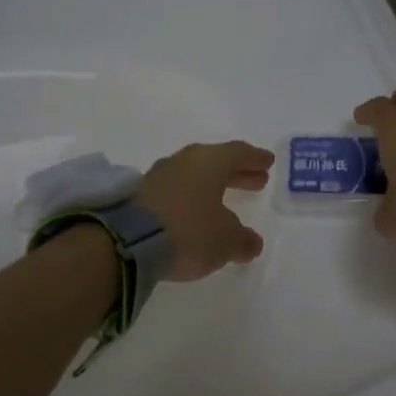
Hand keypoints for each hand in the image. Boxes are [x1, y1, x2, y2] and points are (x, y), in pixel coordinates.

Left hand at [137, 141, 273, 281]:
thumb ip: (242, 240)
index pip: (238, 153)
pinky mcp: (139, 196)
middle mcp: (183, 162)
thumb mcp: (226, 240)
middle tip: (256, 182)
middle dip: (237, 173)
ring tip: (225, 202)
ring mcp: (158, 177)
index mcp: (210, 162)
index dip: (254, 159)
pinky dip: (190, 200)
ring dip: (211, 187)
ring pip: (193, 176)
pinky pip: (174, 192)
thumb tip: (251, 242)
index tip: (267, 163)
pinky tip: (195, 215)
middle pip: (215, 163)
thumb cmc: (189, 231)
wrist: (128, 242)